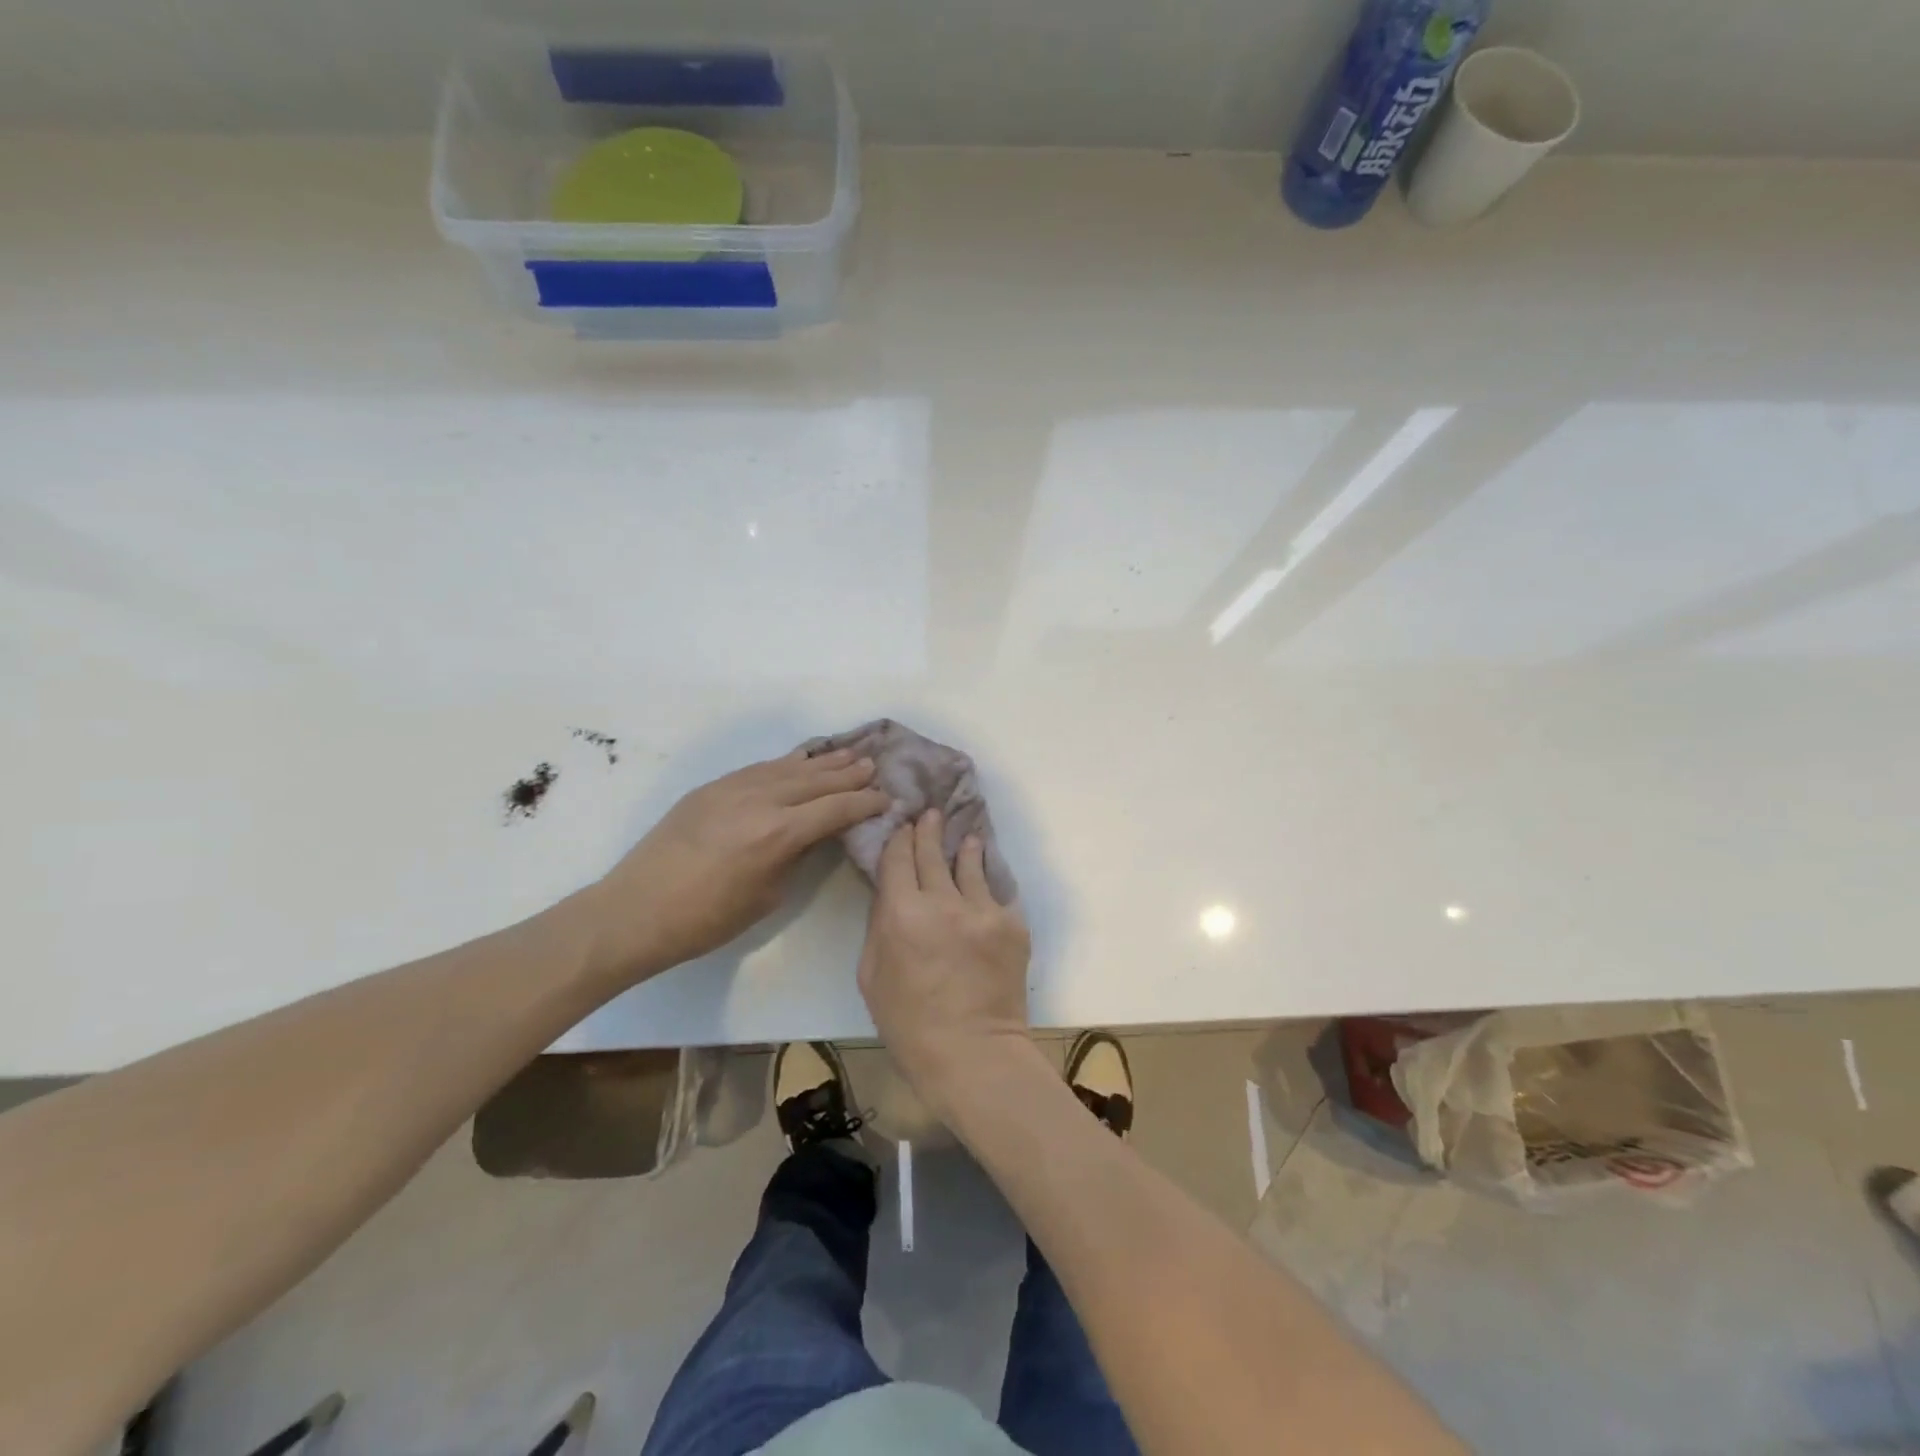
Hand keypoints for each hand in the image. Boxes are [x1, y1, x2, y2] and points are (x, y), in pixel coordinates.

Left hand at [587, 748, 889, 983]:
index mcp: (778, 834)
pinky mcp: (711, 788)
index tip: (886, 798)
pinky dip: (786, 763)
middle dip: (848, 774)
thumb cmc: (706, 920)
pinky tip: (799, 761)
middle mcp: (760, 800)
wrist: (635, 910)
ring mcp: (732, 788)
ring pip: (787, 767)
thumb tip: (815, 834)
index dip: (864, 803)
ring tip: (848, 753)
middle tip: (874, 766)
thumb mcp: (767, 896)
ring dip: (821, 762)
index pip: (835, 809)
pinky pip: (759, 768)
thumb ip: (797, 856)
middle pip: (815, 780)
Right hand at [858, 809, 1031, 1116]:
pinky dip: (986, 882)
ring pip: (970, 864)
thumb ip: (879, 926)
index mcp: (902, 914)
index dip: (899, 839)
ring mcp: (983, 910)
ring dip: (964, 847)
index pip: (898, 858)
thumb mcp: (871, 976)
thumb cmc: (909, 1023)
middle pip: (933, 852)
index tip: (902, 826)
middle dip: (929, 830)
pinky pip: (995, 893)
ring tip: (964, 836)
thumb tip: (890, 894)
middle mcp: (943, 901)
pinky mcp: (1011, 924)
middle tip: (930, 813)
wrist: (974, 1053)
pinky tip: (985, 876)